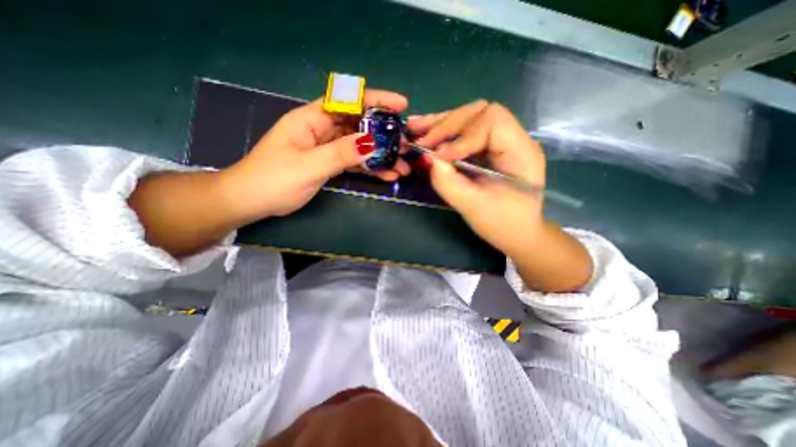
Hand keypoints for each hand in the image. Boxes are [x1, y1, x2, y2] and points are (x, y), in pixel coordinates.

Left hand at [222, 89, 410, 221]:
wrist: (252, 201)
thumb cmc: (273, 180)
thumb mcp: (308, 166)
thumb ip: (340, 154)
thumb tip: (372, 143)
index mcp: (311, 119)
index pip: (347, 101)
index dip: (375, 100)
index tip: (400, 105)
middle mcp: (322, 129)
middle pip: (359, 124)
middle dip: (384, 133)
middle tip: (406, 144)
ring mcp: (327, 147)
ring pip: (359, 145)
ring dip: (381, 155)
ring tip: (402, 165)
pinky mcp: (330, 163)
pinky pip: (354, 162)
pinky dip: (370, 168)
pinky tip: (387, 175)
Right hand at [407, 100, 544, 261]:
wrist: (517, 233)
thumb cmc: (501, 224)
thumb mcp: (473, 207)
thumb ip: (449, 182)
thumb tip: (427, 158)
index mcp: (521, 152)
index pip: (492, 122)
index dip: (462, 137)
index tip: (440, 156)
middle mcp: (515, 139)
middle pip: (480, 112)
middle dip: (448, 125)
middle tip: (422, 141)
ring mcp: (502, 141)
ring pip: (471, 117)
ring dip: (442, 123)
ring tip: (415, 128)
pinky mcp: (490, 148)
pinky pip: (466, 131)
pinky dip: (445, 130)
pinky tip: (425, 130)